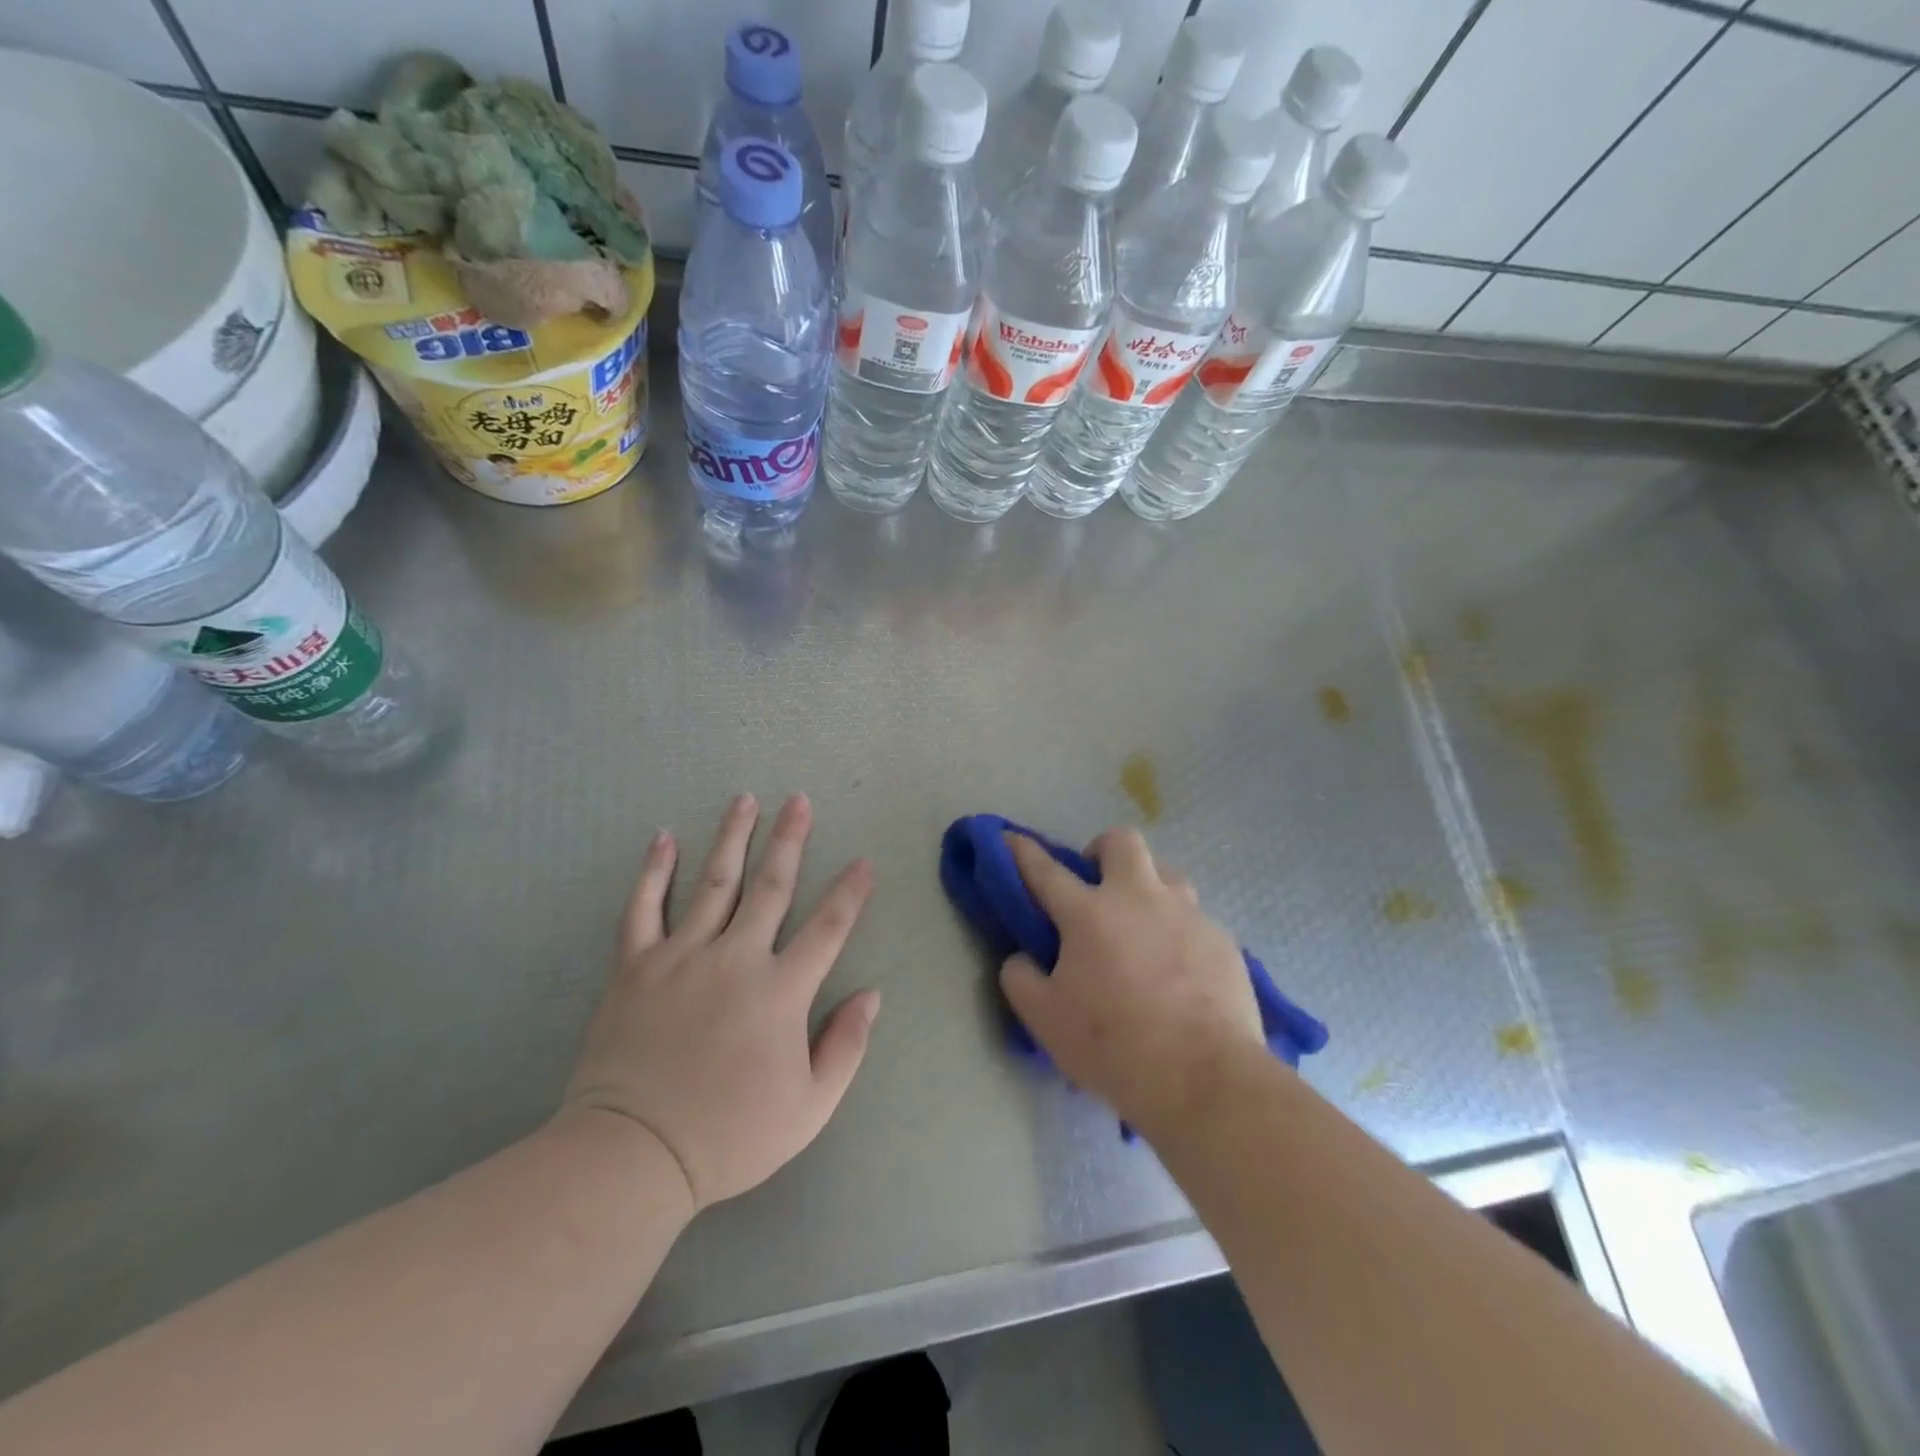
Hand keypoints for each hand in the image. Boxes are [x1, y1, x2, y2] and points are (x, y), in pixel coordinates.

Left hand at [564, 794, 879, 1211]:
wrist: (633, 1155)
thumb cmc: (729, 1135)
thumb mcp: (810, 1108)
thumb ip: (846, 1046)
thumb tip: (872, 995)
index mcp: (780, 991)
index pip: (827, 928)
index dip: (850, 893)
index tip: (863, 861)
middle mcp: (735, 958)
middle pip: (770, 886)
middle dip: (789, 840)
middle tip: (798, 800)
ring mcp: (682, 956)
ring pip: (713, 882)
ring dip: (732, 838)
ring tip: (744, 800)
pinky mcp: (636, 966)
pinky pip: (643, 908)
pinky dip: (654, 871)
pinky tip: (664, 838)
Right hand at [1000, 829, 1264, 1139]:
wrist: (1205, 1079)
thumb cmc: (1115, 1047)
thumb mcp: (1045, 1020)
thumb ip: (1021, 979)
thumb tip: (1022, 957)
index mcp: (1089, 914)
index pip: (1044, 869)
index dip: (1021, 851)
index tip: (1009, 838)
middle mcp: (1139, 898)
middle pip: (1121, 841)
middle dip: (1101, 851)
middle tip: (1095, 888)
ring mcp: (1187, 914)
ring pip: (1165, 873)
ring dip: (1146, 886)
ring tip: (1140, 926)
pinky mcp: (1222, 939)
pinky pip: (1194, 918)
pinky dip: (1178, 931)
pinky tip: (1178, 969)